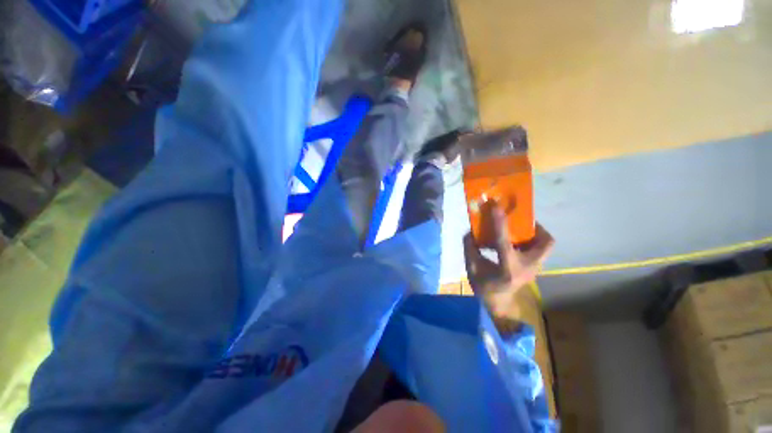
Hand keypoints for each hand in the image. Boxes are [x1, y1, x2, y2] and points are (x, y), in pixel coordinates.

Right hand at [463, 203, 554, 317]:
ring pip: (545, 245)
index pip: (503, 240)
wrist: (498, 305)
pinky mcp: (535, 268)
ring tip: (516, 228)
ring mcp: (534, 268)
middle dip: (534, 227)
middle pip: (544, 242)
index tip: (495, 205)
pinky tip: (514, 241)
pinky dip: (530, 241)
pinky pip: (539, 249)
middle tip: (517, 220)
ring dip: (533, 233)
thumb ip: (470, 248)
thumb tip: (471, 231)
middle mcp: (527, 267)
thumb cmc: (483, 288)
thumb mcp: (471, 268)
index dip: (499, 221)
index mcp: (507, 268)